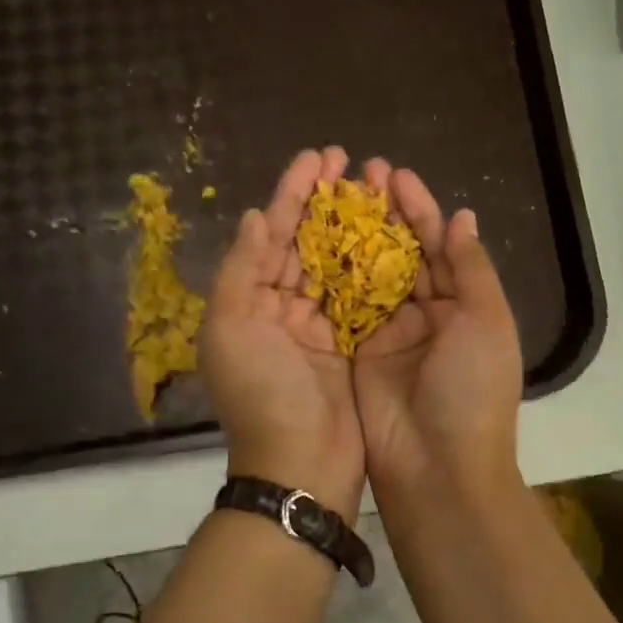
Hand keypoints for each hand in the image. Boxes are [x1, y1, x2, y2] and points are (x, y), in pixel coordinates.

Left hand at [201, 147, 364, 520]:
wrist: (302, 464)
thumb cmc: (263, 394)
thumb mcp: (231, 328)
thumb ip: (241, 269)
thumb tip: (255, 216)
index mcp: (248, 303)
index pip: (271, 235)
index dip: (292, 194)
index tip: (317, 158)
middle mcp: (280, 310)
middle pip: (304, 244)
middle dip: (324, 202)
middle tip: (349, 162)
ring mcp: (317, 329)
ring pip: (335, 265)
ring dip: (351, 227)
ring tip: (375, 189)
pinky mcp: (349, 346)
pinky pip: (360, 297)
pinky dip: (372, 267)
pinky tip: (391, 237)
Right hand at [353, 160, 522, 499]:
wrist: (437, 465)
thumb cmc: (472, 388)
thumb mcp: (486, 321)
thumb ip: (470, 267)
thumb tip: (462, 217)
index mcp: (464, 306)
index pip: (441, 246)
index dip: (419, 209)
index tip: (394, 175)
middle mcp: (427, 315)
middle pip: (404, 254)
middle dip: (385, 215)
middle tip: (360, 174)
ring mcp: (390, 334)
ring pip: (371, 274)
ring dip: (357, 237)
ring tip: (335, 197)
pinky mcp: (357, 352)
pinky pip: (345, 306)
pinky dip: (334, 275)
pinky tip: (317, 242)